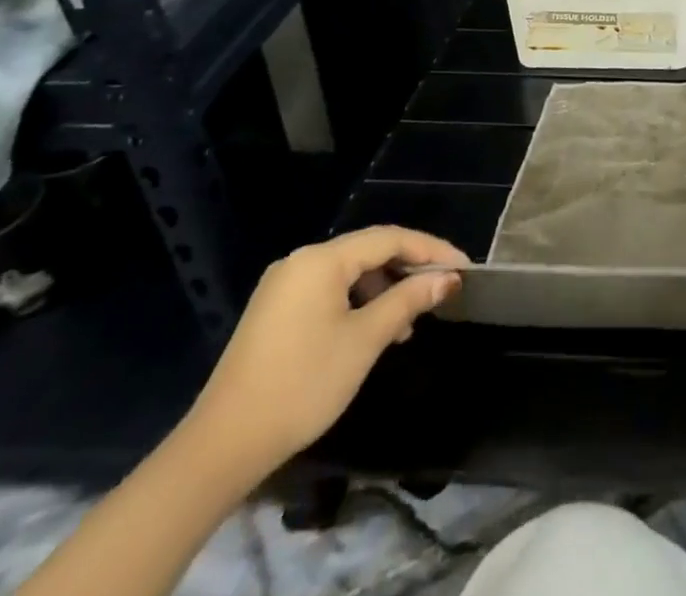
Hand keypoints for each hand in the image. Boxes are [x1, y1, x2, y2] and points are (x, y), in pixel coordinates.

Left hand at [182, 226, 465, 483]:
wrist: (221, 447)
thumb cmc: (303, 384)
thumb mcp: (365, 339)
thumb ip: (409, 300)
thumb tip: (447, 279)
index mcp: (322, 259)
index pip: (390, 239)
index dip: (431, 251)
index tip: (463, 268)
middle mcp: (301, 262)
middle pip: (369, 252)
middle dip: (408, 271)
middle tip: (441, 293)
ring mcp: (283, 287)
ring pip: (349, 274)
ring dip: (384, 291)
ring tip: (408, 324)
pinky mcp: (274, 313)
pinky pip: (329, 292)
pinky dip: (358, 304)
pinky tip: (373, 332)